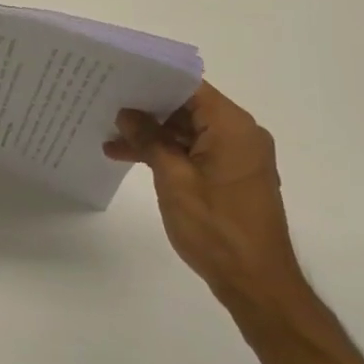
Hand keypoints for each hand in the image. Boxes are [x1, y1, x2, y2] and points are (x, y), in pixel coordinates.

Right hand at [105, 81, 308, 319]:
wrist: (256, 283)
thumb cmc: (216, 228)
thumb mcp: (174, 180)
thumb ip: (150, 140)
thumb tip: (128, 114)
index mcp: (233, 127)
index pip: (190, 88)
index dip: (154, 82)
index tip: (120, 81)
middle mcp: (240, 134)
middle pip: (189, 108)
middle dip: (149, 110)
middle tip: (107, 108)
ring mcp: (237, 156)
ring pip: (189, 132)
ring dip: (154, 136)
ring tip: (111, 140)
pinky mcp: (231, 176)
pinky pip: (195, 152)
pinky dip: (168, 154)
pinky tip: (133, 158)